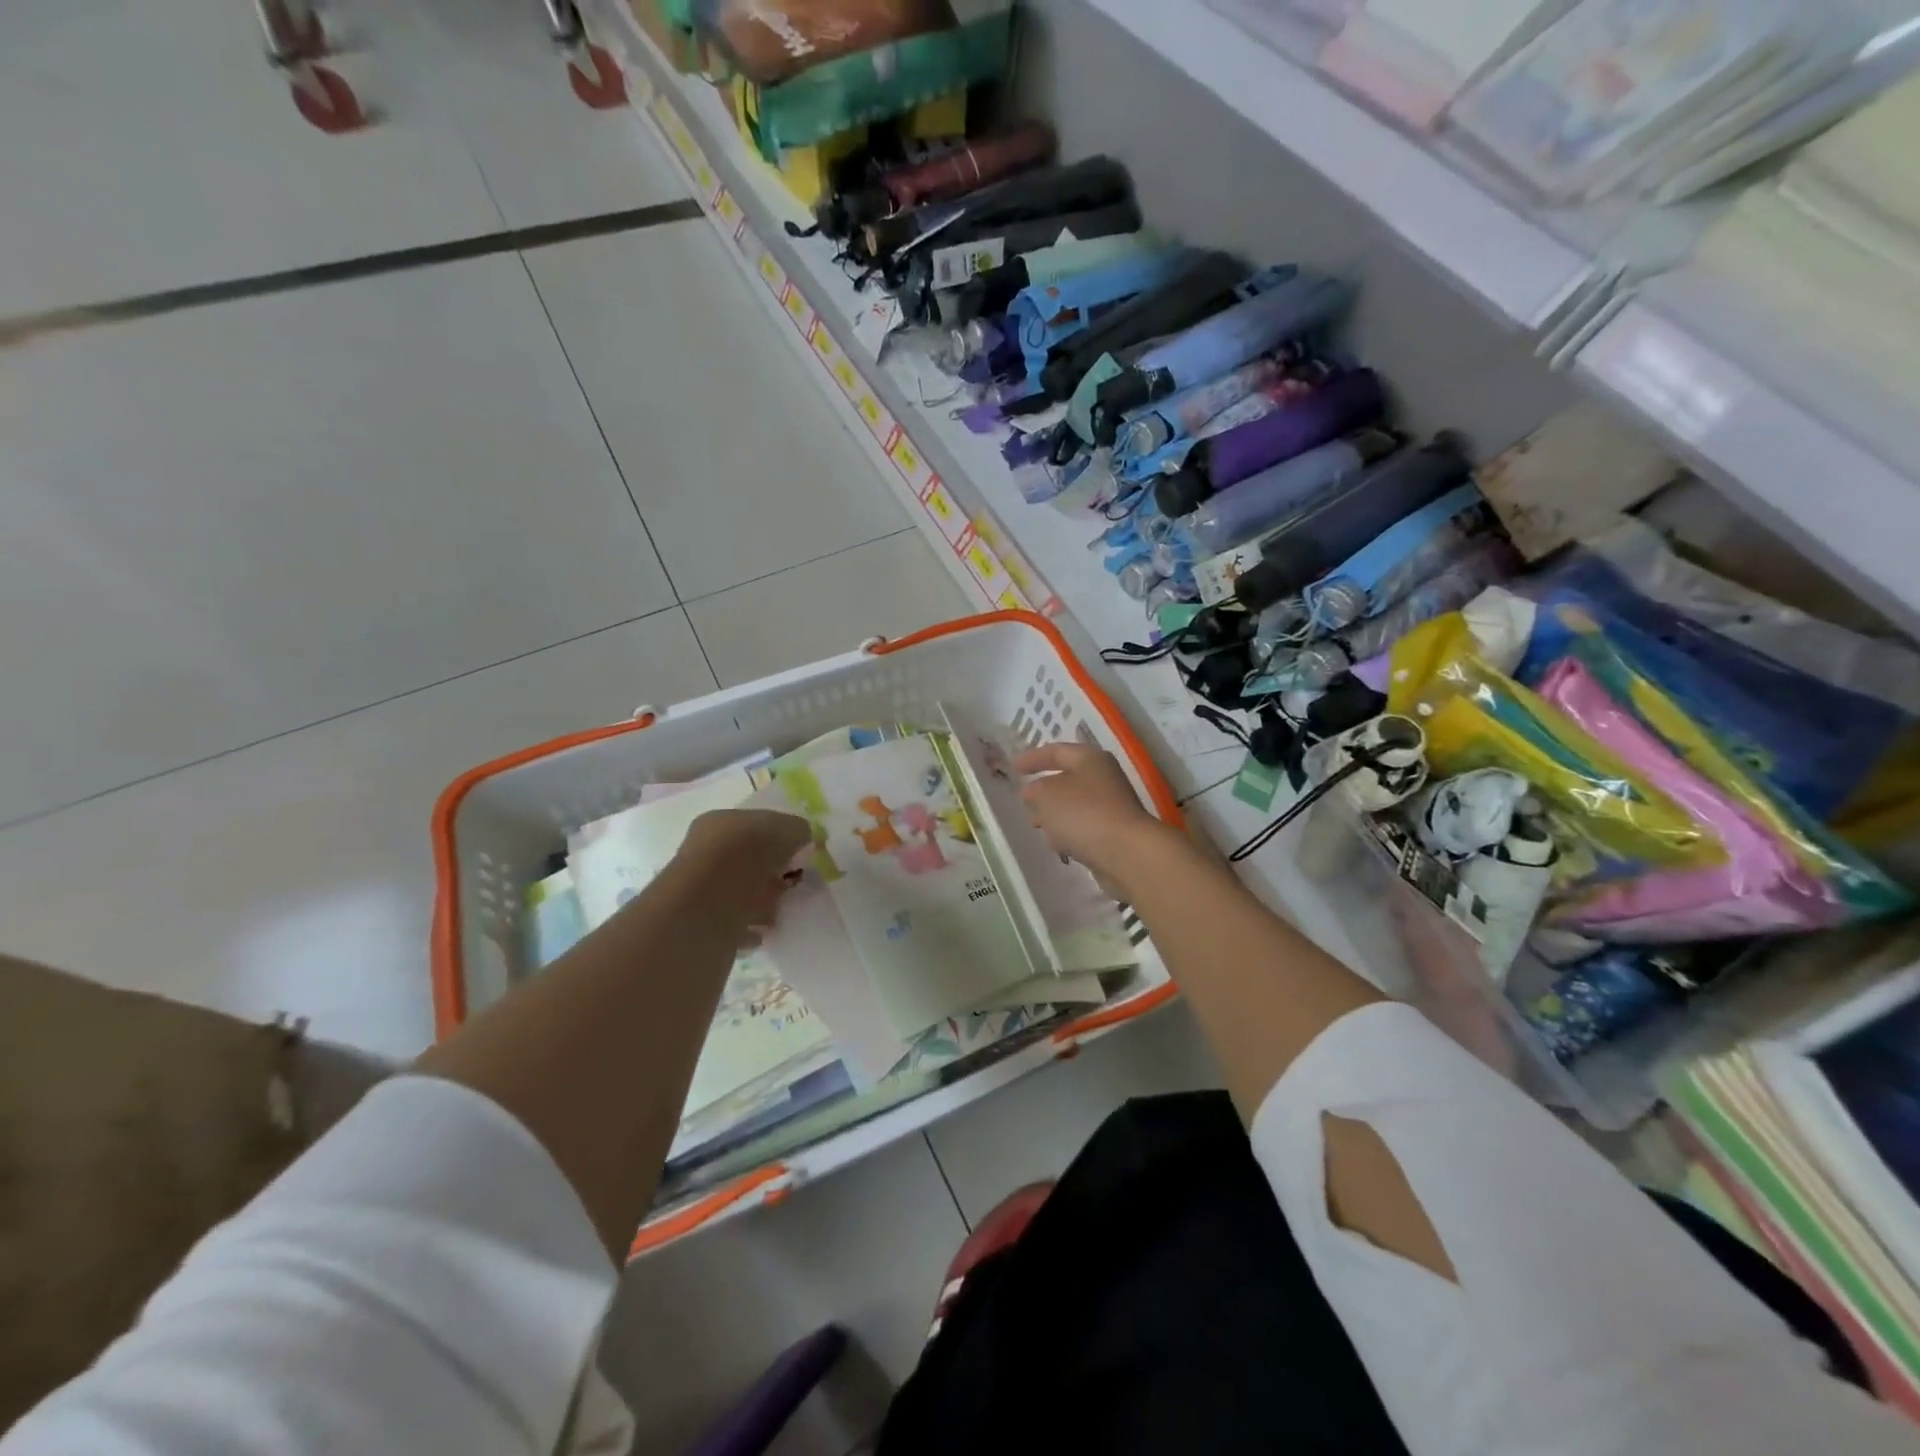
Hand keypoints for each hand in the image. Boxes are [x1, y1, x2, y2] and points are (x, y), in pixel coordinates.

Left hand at [669, 809, 813, 939]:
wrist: (710, 904)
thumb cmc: (748, 854)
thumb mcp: (786, 829)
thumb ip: (798, 830)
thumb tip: (804, 837)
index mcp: (721, 822)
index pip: (755, 825)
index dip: (780, 839)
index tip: (800, 856)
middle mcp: (705, 850)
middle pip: (748, 860)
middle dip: (772, 873)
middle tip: (792, 884)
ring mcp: (700, 887)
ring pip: (739, 891)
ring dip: (761, 901)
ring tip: (779, 911)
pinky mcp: (700, 921)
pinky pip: (732, 922)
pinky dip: (748, 927)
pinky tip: (762, 932)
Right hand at [1014, 743, 1172, 891]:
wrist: (1125, 853)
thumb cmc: (1082, 813)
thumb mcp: (1046, 794)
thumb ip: (1033, 789)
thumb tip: (1033, 792)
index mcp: (1090, 760)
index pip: (1056, 751)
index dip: (1033, 758)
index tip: (1013, 768)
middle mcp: (1103, 779)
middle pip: (1066, 780)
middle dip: (1042, 791)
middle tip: (1025, 802)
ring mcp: (1110, 807)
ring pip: (1073, 807)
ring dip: (1054, 815)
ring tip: (1037, 826)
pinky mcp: (1112, 834)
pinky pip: (1082, 828)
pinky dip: (1068, 833)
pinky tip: (1059, 846)